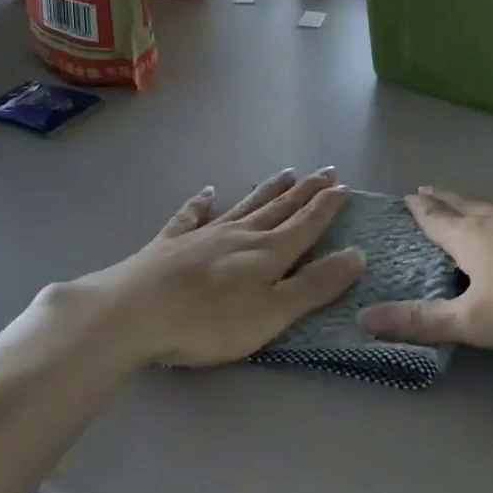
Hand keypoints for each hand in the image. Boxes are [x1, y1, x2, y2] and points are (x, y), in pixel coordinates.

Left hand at [71, 169, 363, 367]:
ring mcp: (204, 235)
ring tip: (286, 172)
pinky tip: (207, 192)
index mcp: (269, 252)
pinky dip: (201, 203)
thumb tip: (357, 255)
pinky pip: (191, 215)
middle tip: (325, 171)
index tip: (344, 186)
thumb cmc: (210, 321)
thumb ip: (315, 286)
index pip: (307, 223)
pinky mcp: (171, 243)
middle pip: (280, 208)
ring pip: (244, 206)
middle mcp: (241, 235)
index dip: (327, 206)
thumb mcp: (273, 313)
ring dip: (267, 190)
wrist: (134, 312)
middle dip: (305, 191)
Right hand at [357, 187, 492, 348]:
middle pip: (463, 204)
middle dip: (442, 199)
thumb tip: (362, 317)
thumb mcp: (472, 319)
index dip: (419, 210)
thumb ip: (421, 321)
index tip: (406, 196)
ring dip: (475, 204)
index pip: (435, 218)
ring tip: (468, 205)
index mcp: (470, 237)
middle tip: (426, 189)